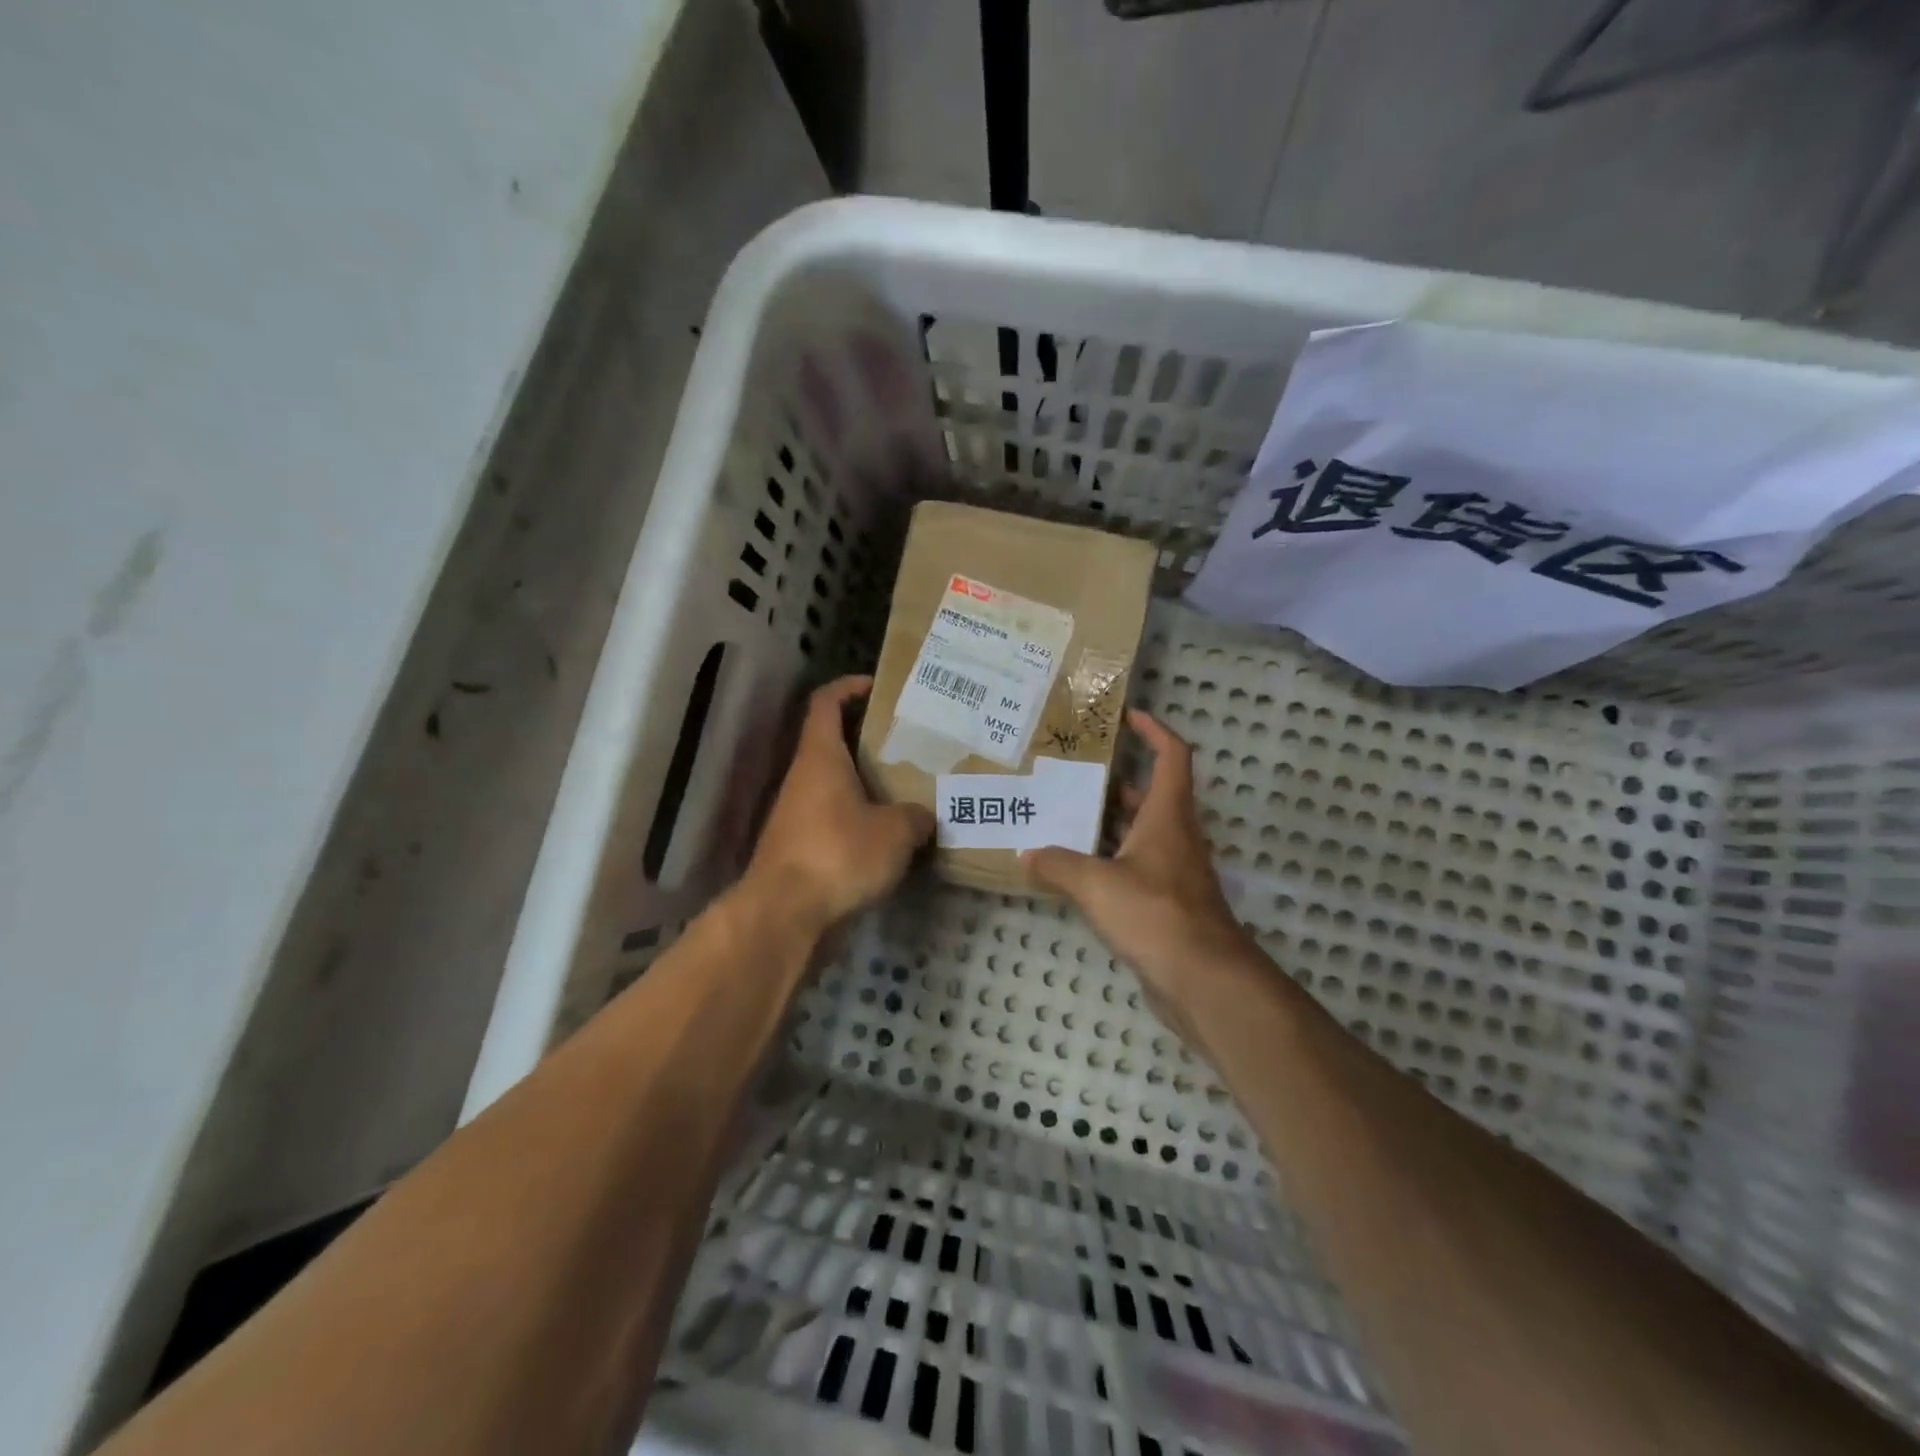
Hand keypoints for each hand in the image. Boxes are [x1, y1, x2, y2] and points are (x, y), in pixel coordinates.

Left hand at [745, 675, 934, 931]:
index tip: (879, 687)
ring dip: (867, 782)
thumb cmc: (839, 853)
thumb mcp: (895, 831)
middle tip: (911, 743)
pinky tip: (892, 833)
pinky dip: (861, 818)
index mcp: (821, 757)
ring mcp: (799, 815)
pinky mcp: (801, 848)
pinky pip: (836, 819)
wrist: (786, 914)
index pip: (826, 702)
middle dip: (870, 739)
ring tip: (910, 787)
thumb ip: (916, 816)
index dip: (849, 687)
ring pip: (836, 784)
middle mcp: (804, 778)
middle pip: (833, 743)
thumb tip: (924, 816)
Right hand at [1023, 711, 1255, 1037]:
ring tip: (1063, 816)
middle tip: (1072, 774)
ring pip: (1140, 833)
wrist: (1204, 980)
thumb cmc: (1155, 915)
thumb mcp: (1096, 884)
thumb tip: (1027, 854)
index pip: (1172, 756)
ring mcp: (1173, 871)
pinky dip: (1108, 861)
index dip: (1154, 730)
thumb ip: (1058, 865)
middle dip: (1115, 780)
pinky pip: (1134, 867)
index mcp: (1168, 816)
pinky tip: (1075, 871)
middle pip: (1150, 795)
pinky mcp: (1166, 903)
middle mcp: (1175, 836)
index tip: (1127, 717)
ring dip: (1108, 823)